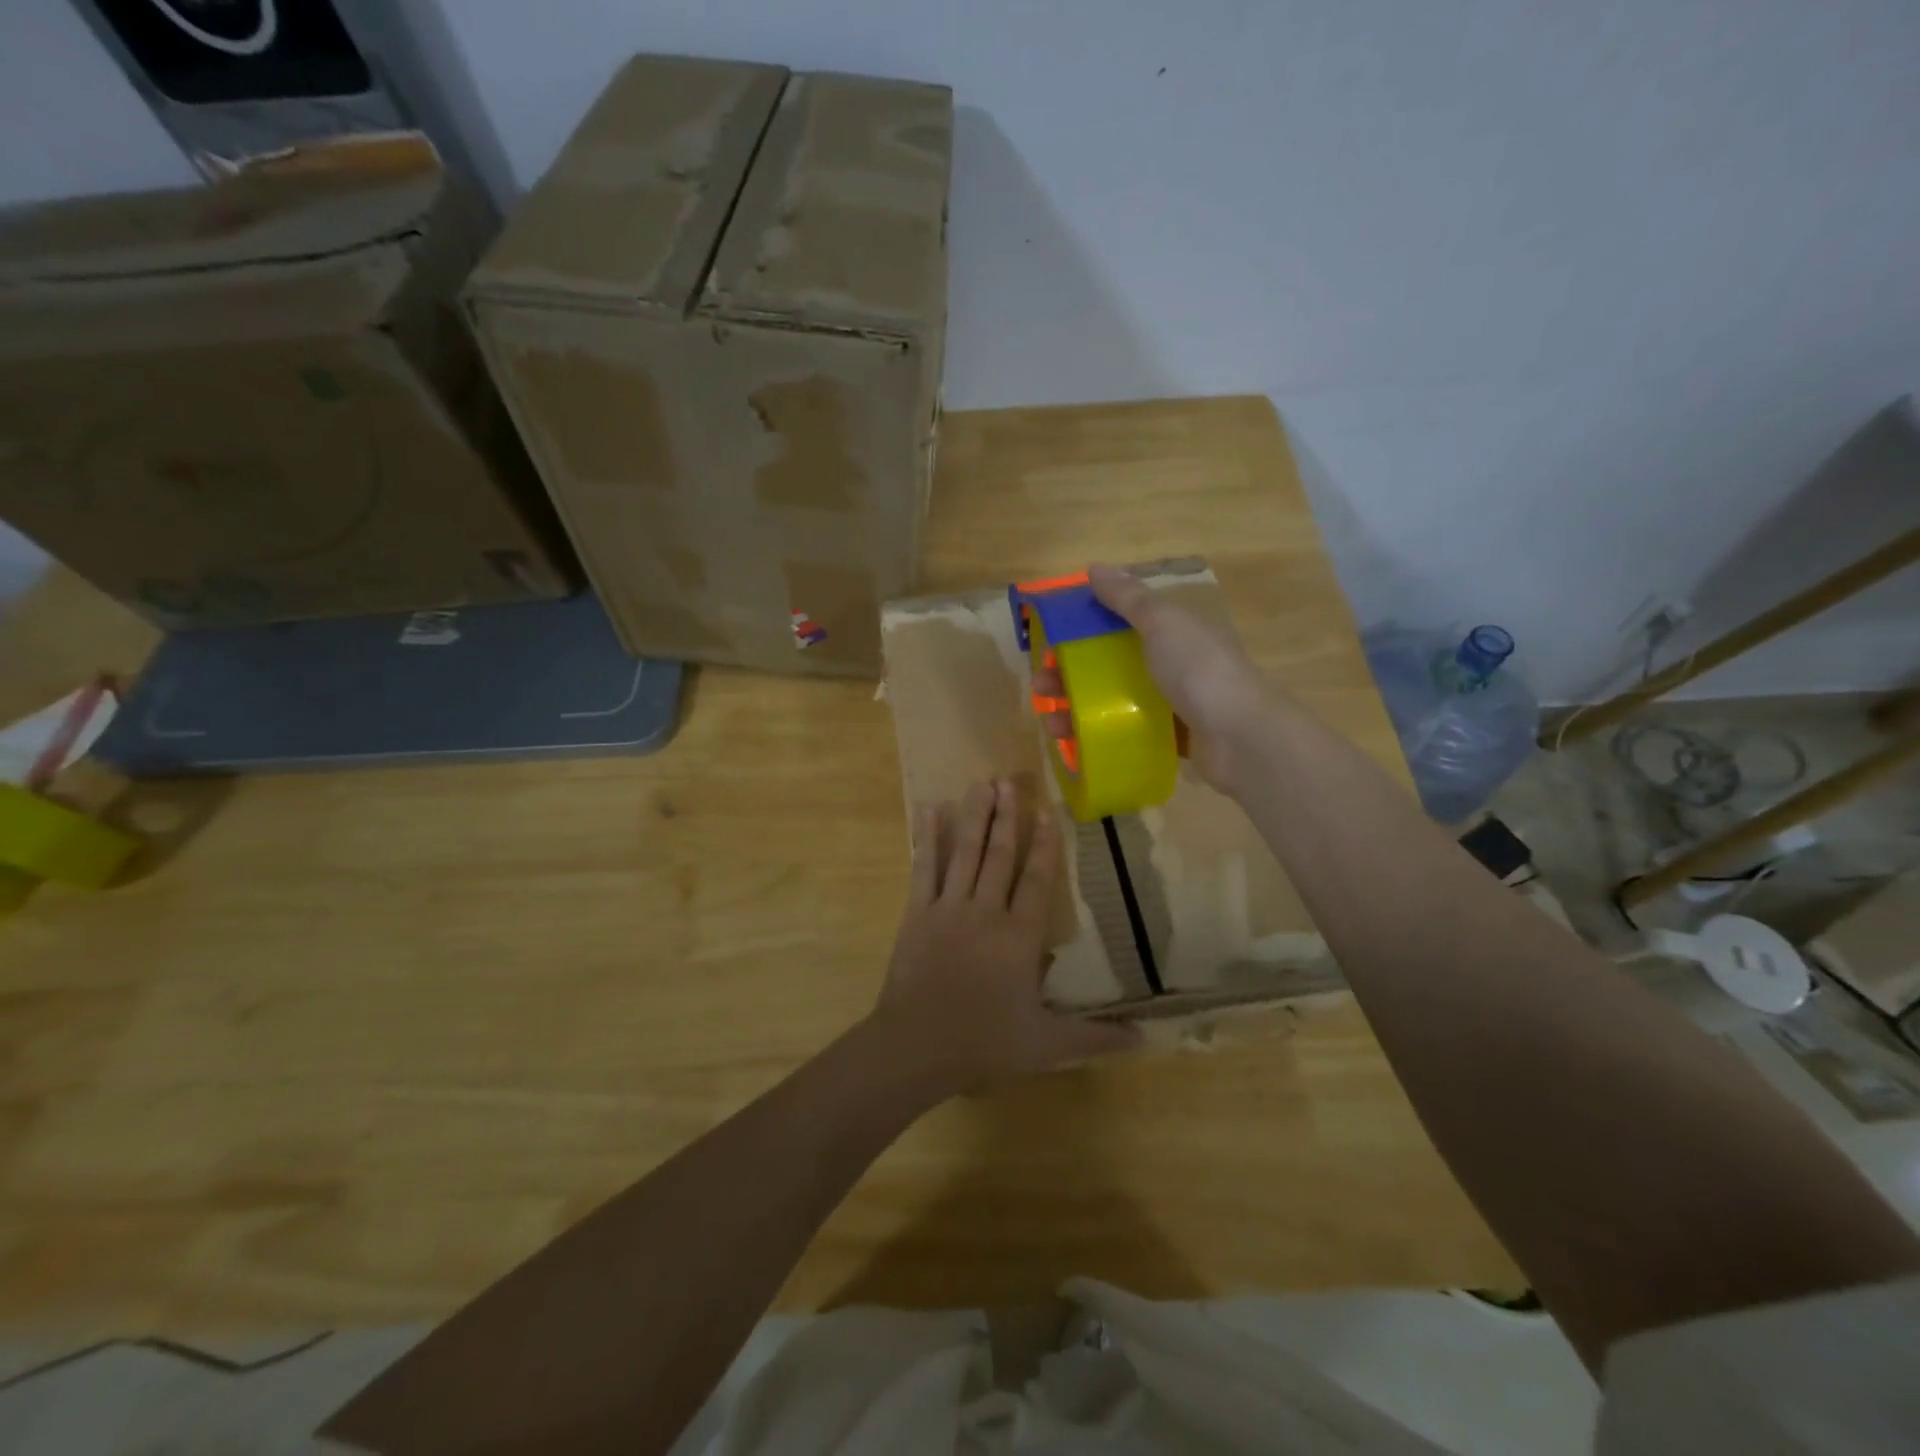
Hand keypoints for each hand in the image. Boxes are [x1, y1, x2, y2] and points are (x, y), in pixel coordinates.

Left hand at [873, 779, 1137, 1093]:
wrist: (917, 1047)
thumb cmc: (985, 1043)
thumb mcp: (1047, 1045)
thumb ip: (1095, 1037)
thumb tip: (1145, 1037)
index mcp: (1019, 937)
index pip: (1036, 881)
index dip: (1044, 845)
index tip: (1047, 812)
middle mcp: (986, 911)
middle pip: (1000, 855)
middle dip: (1007, 816)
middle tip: (1010, 781)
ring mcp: (948, 908)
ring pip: (966, 853)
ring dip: (975, 816)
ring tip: (982, 783)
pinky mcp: (917, 913)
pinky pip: (924, 868)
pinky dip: (928, 838)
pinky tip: (929, 809)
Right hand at [1033, 563, 1277, 791]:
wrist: (1242, 738)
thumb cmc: (1199, 670)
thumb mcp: (1162, 623)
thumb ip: (1129, 598)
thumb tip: (1095, 567)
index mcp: (1174, 630)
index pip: (1120, 622)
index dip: (1083, 629)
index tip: (1051, 643)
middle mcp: (1174, 663)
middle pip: (1111, 664)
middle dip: (1072, 675)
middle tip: (1042, 689)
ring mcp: (1175, 703)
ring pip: (1116, 701)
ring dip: (1080, 710)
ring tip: (1052, 725)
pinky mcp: (1173, 738)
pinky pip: (1130, 732)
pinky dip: (1103, 737)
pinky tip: (1078, 746)